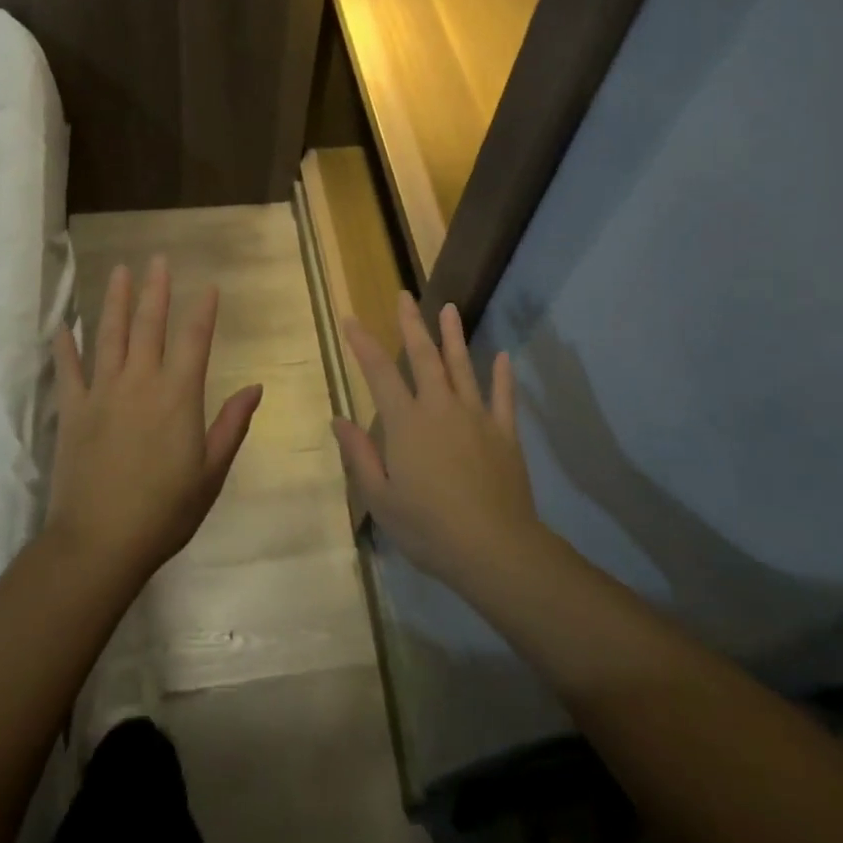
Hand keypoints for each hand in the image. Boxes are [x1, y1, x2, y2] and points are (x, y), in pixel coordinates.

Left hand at [47, 257, 261, 580]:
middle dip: (156, 290)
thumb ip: (231, 425)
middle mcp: (140, 382)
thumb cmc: (165, 511)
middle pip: (150, 325)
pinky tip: (63, 326)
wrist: (99, 542)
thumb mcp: (211, 472)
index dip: (203, 310)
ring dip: (116, 301)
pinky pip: (68, 370)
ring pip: (109, 335)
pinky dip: (65, 346)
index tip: (208, 285)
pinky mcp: (72, 410)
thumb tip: (255, 387)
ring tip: (120, 271)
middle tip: (157, 259)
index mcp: (178, 396)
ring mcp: (102, 393)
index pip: (194, 340)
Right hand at [334, 293, 542, 591]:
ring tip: (449, 308)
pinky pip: (504, 397)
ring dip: (454, 336)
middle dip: (411, 323)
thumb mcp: (380, 497)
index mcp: (406, 422)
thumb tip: (337, 419)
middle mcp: (440, 408)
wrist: (494, 548)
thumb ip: (359, 455)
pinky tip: (502, 356)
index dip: (363, 343)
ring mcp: (476, 417)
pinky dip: (503, 376)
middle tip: (404, 294)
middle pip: (424, 357)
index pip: (379, 372)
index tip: (350, 319)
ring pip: (462, 366)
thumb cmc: (428, 527)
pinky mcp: (504, 433)